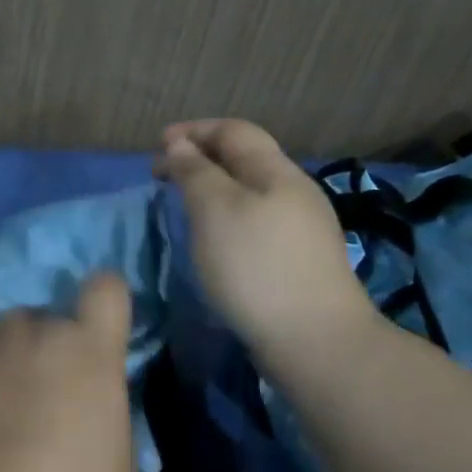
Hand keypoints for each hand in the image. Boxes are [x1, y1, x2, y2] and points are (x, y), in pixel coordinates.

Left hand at [0, 274, 136, 471]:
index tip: (104, 333)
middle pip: (52, 319)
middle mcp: (36, 329)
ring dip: (14, 360)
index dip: (109, 302)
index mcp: (88, 349)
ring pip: (10, 337)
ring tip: (5, 412)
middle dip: (55, 349)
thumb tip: (95, 412)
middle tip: (50, 399)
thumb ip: (111, 423)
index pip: (107, 289)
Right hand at [154, 119, 376, 364]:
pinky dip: (227, 216)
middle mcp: (295, 191)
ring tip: (183, 205)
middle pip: (245, 158)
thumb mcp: (214, 209)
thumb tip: (180, 146)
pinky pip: (257, 220)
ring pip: (251, 191)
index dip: (193, 130)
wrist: (315, 341)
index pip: (234, 130)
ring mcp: (302, 228)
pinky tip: (215, 239)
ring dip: (214, 188)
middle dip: (201, 158)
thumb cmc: (255, 266)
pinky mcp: (300, 260)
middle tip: (163, 177)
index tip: (156, 147)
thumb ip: (195, 171)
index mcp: (276, 172)